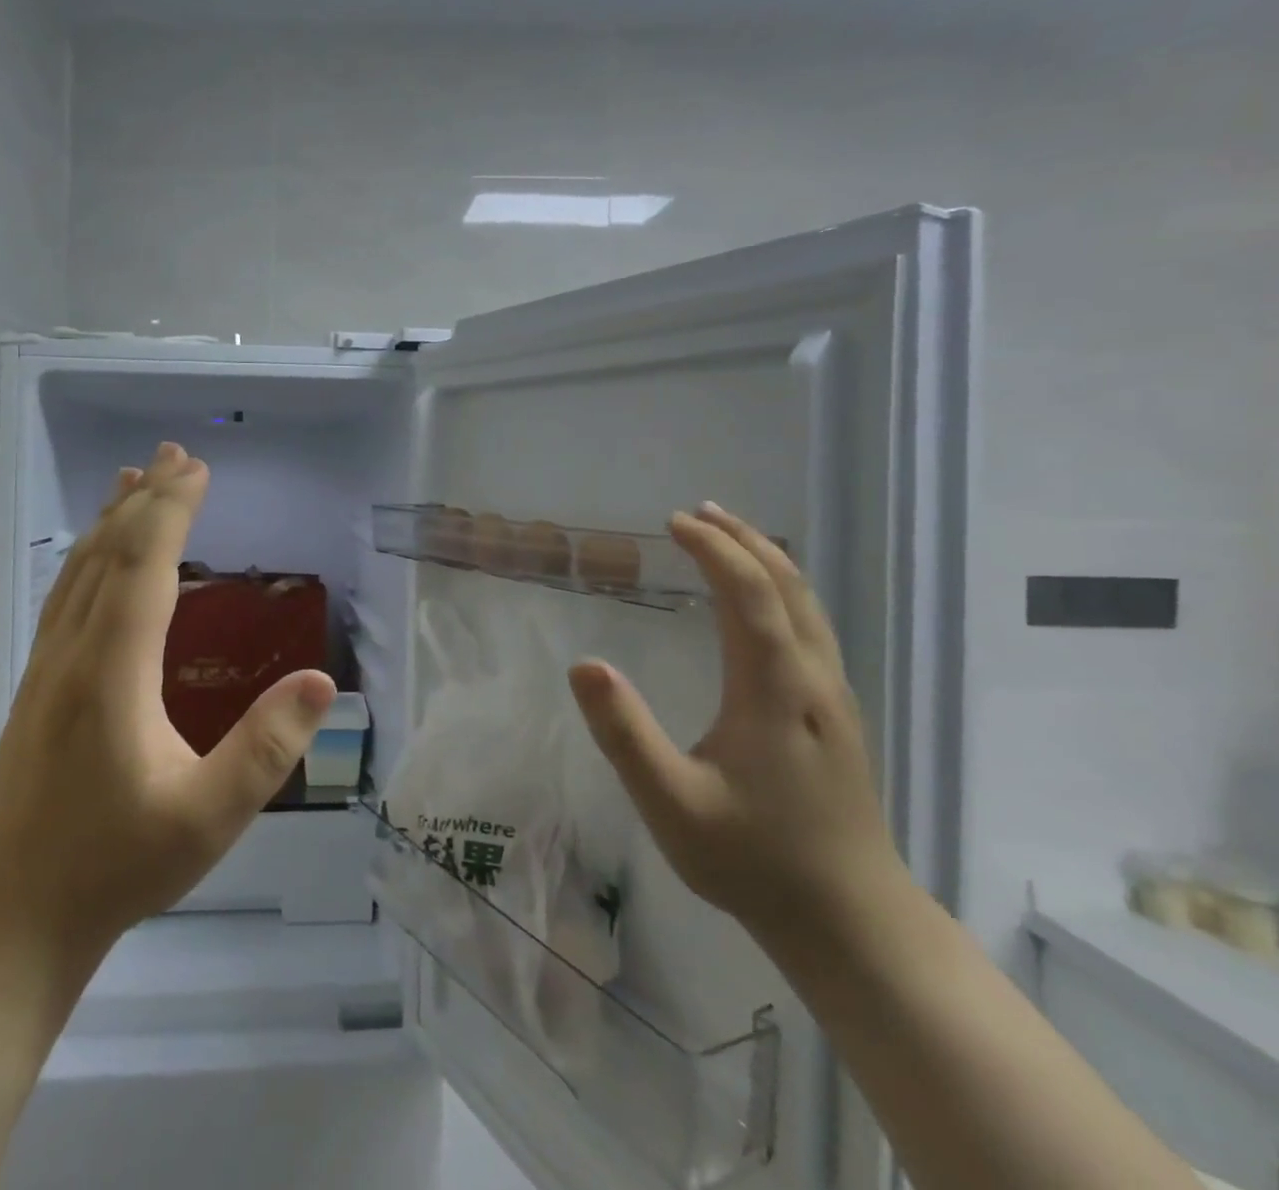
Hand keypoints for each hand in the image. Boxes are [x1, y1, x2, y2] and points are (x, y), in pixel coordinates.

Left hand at [0, 442, 336, 962]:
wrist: (12, 914)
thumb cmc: (115, 866)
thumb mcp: (208, 818)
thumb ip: (267, 749)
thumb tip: (321, 682)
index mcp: (113, 671)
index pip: (144, 566)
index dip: (172, 511)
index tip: (198, 469)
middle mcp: (74, 652)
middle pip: (110, 553)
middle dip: (146, 498)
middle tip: (176, 454)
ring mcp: (47, 666)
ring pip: (80, 570)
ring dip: (112, 519)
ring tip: (133, 478)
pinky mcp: (37, 683)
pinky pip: (66, 595)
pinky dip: (87, 555)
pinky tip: (95, 554)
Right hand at [567, 502, 906, 940]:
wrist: (852, 922)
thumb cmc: (753, 861)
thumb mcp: (671, 804)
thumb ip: (624, 734)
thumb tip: (583, 664)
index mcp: (774, 690)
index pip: (749, 594)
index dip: (713, 550)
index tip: (673, 523)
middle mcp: (812, 680)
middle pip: (788, 587)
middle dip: (745, 541)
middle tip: (699, 513)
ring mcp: (833, 698)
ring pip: (808, 606)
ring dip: (768, 561)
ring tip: (729, 539)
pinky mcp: (837, 716)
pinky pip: (811, 628)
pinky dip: (782, 592)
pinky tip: (762, 605)